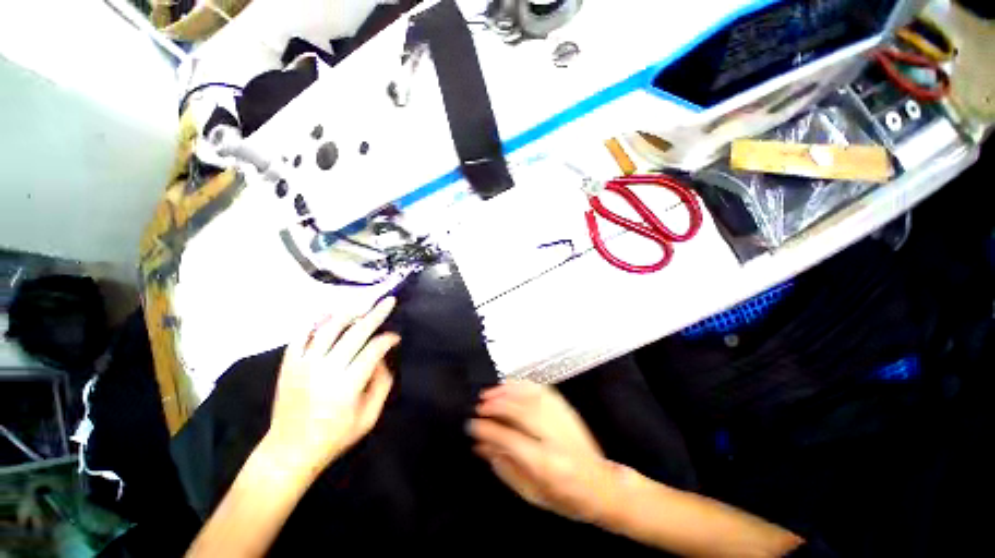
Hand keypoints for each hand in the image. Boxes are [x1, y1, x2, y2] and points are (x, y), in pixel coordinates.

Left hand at [263, 297, 399, 476]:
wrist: (289, 451)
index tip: (396, 337)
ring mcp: (304, 365)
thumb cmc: (334, 437)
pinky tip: (328, 312)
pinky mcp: (288, 365)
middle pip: (355, 332)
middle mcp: (326, 370)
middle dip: (376, 313)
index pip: (374, 350)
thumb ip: (381, 385)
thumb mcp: (369, 418)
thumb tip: (382, 358)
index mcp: (347, 386)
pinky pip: (301, 335)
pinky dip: (315, 321)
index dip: (388, 339)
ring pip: (329, 328)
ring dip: (349, 312)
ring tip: (363, 304)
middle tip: (389, 301)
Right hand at [469, 381, 619, 524]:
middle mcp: (556, 439)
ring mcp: (564, 420)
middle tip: (479, 406)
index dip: (489, 430)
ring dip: (508, 391)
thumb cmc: (566, 497)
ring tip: (491, 392)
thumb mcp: (532, 494)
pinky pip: (543, 390)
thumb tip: (482, 446)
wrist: (602, 485)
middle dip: (497, 405)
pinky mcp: (567, 410)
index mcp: (547, 465)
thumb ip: (505, 468)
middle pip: (521, 412)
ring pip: (532, 397)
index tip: (473, 425)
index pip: (511, 440)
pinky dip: (524, 384)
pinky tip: (512, 385)